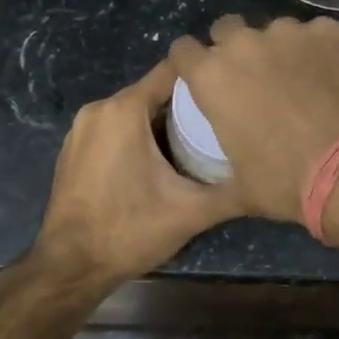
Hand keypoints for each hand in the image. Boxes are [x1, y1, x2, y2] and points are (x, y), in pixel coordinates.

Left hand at [34, 59, 241, 283]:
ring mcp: (80, 129)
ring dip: (162, 123)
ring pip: (133, 112)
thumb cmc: (130, 230)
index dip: (205, 76)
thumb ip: (233, 191)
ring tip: (197, 143)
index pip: (172, 72)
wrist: (70, 267)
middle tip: (220, 124)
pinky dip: (137, 137)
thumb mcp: (191, 211)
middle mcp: (98, 109)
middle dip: (186, 106)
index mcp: (124, 110)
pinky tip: (159, 163)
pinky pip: (113, 129)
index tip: (231, 89)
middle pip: (153, 92)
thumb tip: (268, 181)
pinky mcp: (73, 149)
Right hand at [168, 16, 338, 222]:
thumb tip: (215, 185)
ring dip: (281, 49)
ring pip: (276, 31)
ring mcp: (290, 33)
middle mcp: (244, 44)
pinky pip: (318, 34)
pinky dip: (321, 50)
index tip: (202, 76)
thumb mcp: (240, 187)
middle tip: (253, 77)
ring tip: (302, 79)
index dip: (191, 62)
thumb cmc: (287, 181)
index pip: (183, 50)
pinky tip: (335, 76)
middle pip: (227, 29)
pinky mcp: (330, 32)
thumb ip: (221, 169)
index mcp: (212, 77)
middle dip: (233, 46)